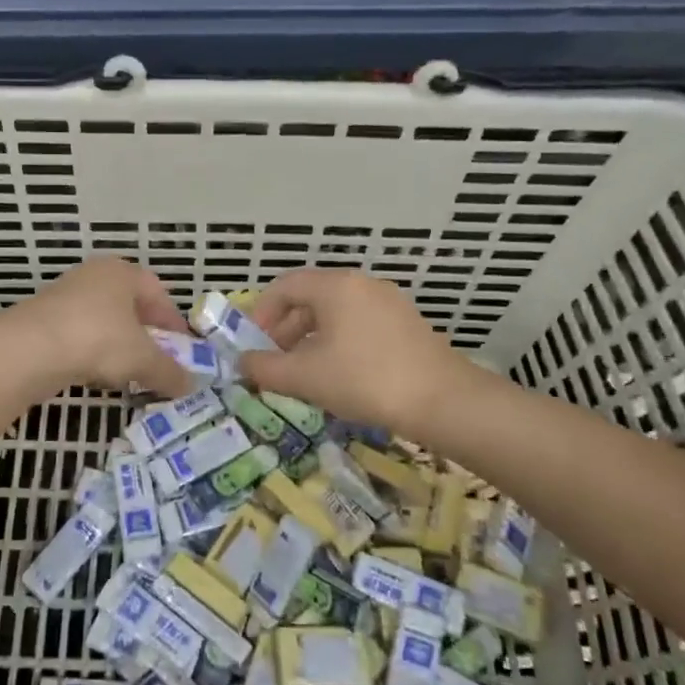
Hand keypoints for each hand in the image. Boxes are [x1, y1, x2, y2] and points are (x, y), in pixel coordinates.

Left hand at [11, 256, 194, 396]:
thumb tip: (189, 385)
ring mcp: (65, 295)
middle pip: (130, 305)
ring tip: (128, 372)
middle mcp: (94, 276)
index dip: (173, 322)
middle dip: (146, 335)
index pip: (158, 292)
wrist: (29, 349)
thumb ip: (169, 372)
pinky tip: (95, 374)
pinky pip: (80, 334)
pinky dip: (92, 352)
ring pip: (103, 321)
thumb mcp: (143, 359)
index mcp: (122, 273)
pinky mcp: (44, 319)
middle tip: (157, 360)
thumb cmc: (98, 339)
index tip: (182, 350)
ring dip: (118, 345)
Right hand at [241, 269, 466, 433]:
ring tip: (303, 371)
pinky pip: (358, 323)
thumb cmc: (364, 380)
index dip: (261, 313)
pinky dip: (338, 341)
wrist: (442, 401)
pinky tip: (338, 374)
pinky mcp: (406, 323)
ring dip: (310, 337)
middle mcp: (361, 284)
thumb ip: (265, 367)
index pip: (284, 286)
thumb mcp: (305, 377)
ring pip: (335, 312)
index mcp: (335, 286)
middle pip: (310, 297)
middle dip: (285, 328)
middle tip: (274, 360)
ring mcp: (388, 301)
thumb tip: (242, 362)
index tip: (252, 344)